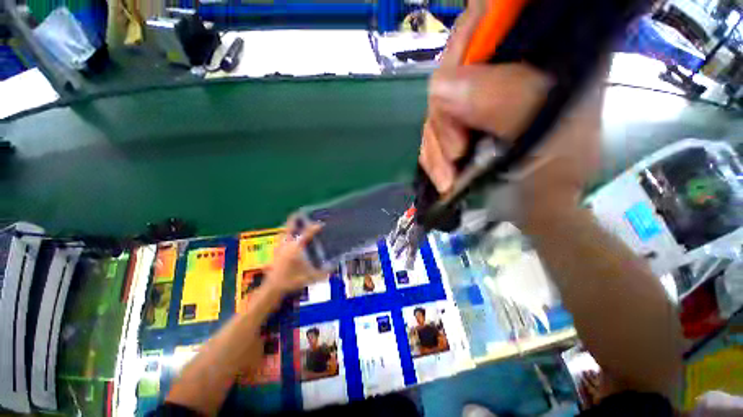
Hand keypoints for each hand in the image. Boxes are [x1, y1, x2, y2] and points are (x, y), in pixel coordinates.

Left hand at [264, 218, 326, 294]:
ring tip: (295, 222)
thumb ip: (323, 273)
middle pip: (290, 226)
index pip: (307, 234)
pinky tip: (288, 236)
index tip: (321, 224)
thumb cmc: (291, 281)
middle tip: (301, 213)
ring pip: (283, 231)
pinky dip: (285, 233)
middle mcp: (287, 244)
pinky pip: (280, 237)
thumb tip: (334, 269)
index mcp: (296, 248)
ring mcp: (279, 247)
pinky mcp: (275, 251)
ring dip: (289, 226)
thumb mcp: (310, 277)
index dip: (314, 228)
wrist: (272, 288)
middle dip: (295, 218)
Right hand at [420, 0, 602, 227]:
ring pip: (436, 107)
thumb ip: (502, 101)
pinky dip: (432, 156)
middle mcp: (504, 67)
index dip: (463, 47)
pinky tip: (443, 175)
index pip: (487, 17)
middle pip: (451, 70)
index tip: (454, 94)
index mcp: (538, 50)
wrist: (537, 200)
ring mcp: (478, 96)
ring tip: (449, 176)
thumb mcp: (543, 133)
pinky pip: (431, 130)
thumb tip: (440, 87)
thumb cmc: (554, 170)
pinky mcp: (461, 121)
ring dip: (436, 146)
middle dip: (444, 118)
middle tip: (457, 153)